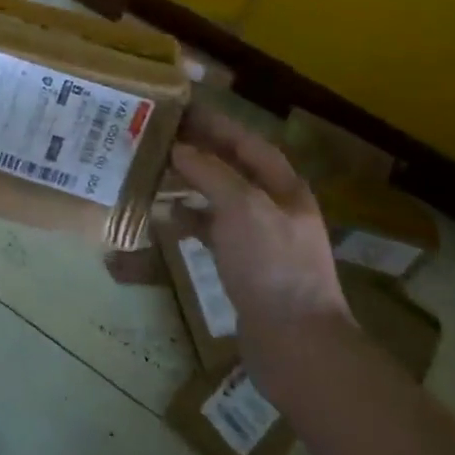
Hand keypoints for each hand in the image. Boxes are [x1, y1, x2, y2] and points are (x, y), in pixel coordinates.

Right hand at [169, 106, 349, 383]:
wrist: (297, 345)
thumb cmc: (272, 265)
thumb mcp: (241, 207)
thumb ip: (210, 172)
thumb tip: (179, 149)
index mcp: (284, 187)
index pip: (247, 142)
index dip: (216, 124)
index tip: (181, 109)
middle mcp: (275, 207)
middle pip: (233, 168)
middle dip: (200, 152)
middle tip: (161, 139)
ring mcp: (262, 239)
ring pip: (221, 199)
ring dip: (192, 184)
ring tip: (157, 173)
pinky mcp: (247, 267)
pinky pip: (214, 231)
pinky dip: (192, 220)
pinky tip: (168, 218)